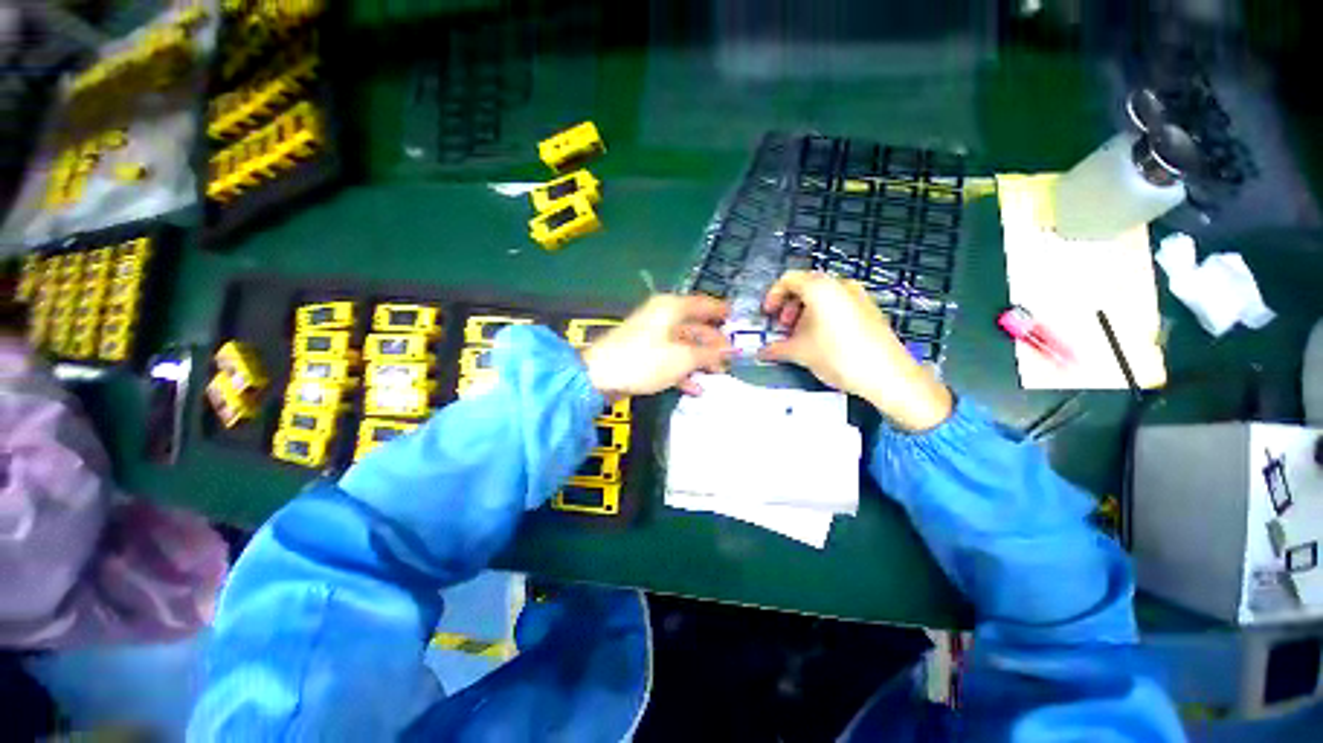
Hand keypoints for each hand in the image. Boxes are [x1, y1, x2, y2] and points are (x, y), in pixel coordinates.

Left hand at [583, 294, 733, 398]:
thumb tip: (729, 351)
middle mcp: (662, 316)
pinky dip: (683, 371)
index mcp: (672, 308)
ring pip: (684, 344)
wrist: (600, 376)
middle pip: (695, 326)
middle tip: (730, 358)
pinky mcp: (644, 353)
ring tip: (717, 374)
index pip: (704, 304)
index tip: (737, 321)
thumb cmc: (645, 360)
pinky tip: (695, 387)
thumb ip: (708, 353)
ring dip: (700, 359)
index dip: (722, 312)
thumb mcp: (683, 358)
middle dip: (713, 343)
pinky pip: (670, 358)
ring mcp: (652, 336)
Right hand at [758, 271, 952, 431]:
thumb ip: (777, 348)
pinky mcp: (869, 310)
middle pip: (806, 286)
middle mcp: (840, 285)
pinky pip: (839, 305)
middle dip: (789, 306)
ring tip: (800, 337)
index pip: (789, 279)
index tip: (767, 315)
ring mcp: (858, 296)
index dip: (773, 296)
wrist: (887, 375)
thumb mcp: (801, 352)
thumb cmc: (838, 356)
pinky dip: (823, 317)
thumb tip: (761, 352)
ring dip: (805, 313)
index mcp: (821, 287)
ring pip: (823, 297)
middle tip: (783, 327)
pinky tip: (821, 340)